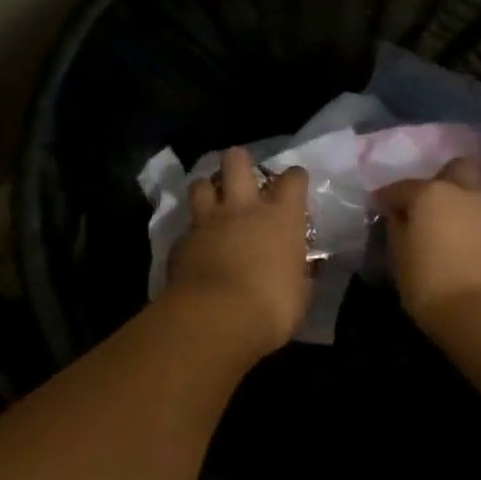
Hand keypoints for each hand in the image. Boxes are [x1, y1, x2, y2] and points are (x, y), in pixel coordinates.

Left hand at [166, 147, 310, 355]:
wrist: (216, 318)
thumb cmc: (271, 307)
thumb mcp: (299, 292)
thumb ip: (296, 271)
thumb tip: (296, 268)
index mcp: (281, 217)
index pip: (292, 179)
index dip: (294, 179)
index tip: (294, 185)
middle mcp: (243, 208)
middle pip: (237, 161)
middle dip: (239, 162)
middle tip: (242, 176)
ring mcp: (208, 221)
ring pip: (201, 184)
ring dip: (207, 189)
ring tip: (212, 202)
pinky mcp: (181, 241)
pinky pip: (187, 227)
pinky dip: (192, 233)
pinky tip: (195, 246)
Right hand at [376, 158, 480, 329]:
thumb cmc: (432, 287)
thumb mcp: (400, 260)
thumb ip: (398, 229)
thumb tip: (400, 216)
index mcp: (433, 195)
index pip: (402, 187)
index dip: (388, 197)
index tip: (380, 206)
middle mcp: (468, 194)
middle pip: (458, 169)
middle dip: (444, 180)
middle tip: (431, 206)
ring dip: (467, 205)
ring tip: (455, 231)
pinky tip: (476, 254)